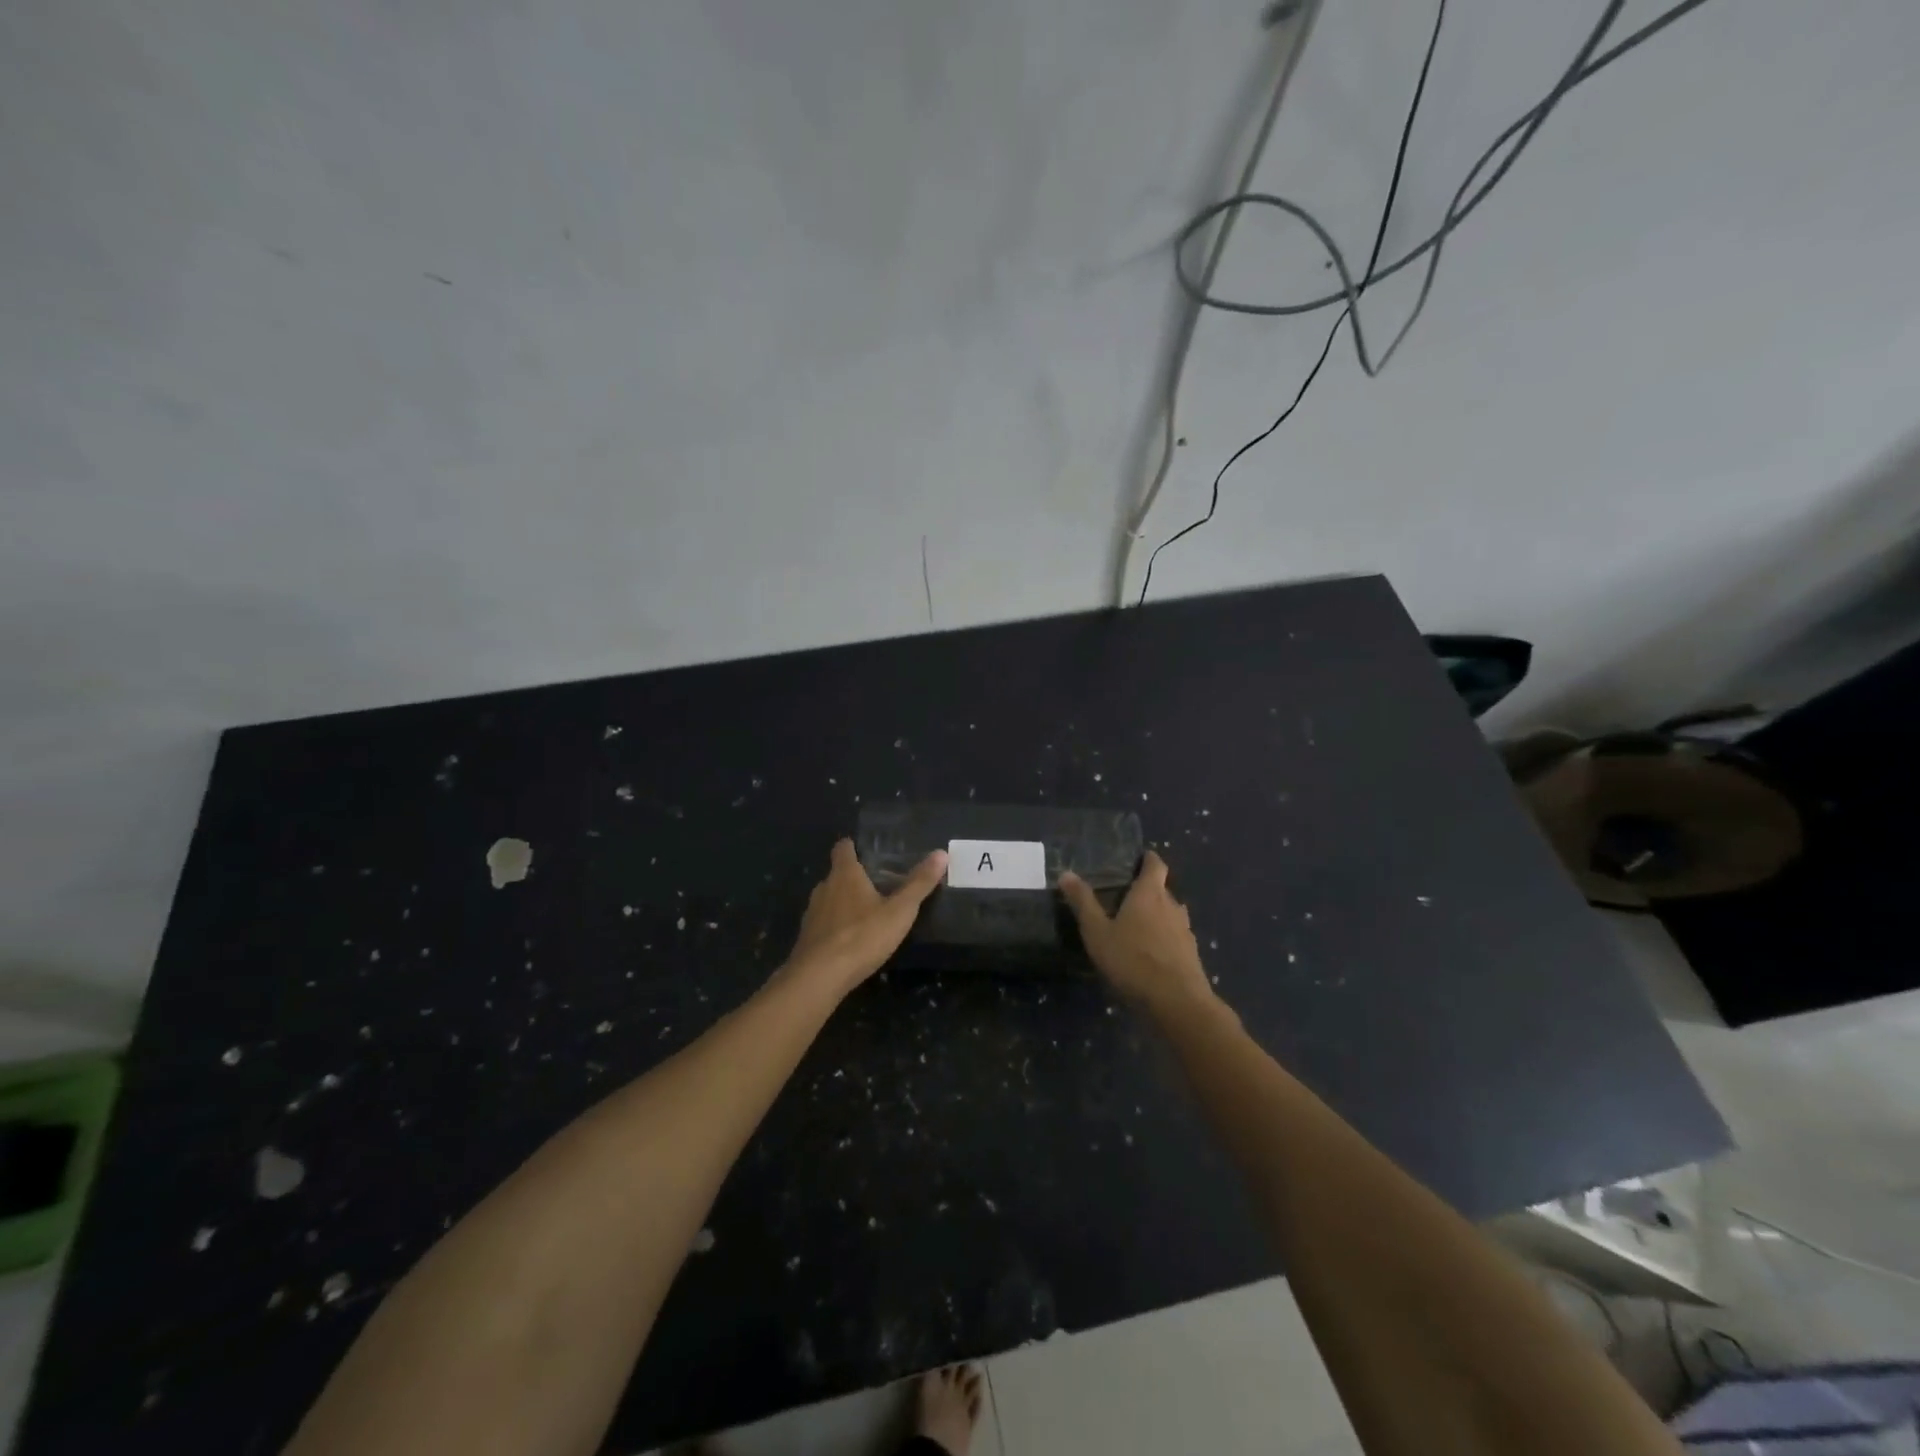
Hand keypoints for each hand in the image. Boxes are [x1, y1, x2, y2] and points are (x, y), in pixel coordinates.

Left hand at [787, 839, 947, 992]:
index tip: (865, 850)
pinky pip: (823, 923)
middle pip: (836, 874)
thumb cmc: (862, 936)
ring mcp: (812, 913)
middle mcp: (824, 888)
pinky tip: (849, 939)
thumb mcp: (899, 911)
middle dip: (853, 877)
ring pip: (828, 899)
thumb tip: (941, 853)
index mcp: (845, 875)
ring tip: (865, 913)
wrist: (819, 976)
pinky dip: (834, 925)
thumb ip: (919, 883)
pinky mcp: (806, 937)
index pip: (843, 848)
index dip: (852, 846)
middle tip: (876, 884)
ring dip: (843, 902)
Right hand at [1059, 851, 1214, 1011]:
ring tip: (1137, 925)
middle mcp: (1172, 906)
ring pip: (1170, 914)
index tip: (1139, 858)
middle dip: (1147, 890)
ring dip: (1157, 915)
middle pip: (1162, 889)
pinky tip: (1150, 953)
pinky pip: (1175, 936)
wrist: (1177, 1002)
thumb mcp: (1098, 932)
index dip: (1148, 859)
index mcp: (1149, 894)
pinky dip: (1164, 937)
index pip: (1155, 865)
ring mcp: (1185, 931)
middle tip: (1125, 896)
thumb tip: (1066, 873)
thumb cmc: (1132, 960)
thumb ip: (1083, 903)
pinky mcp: (1191, 954)